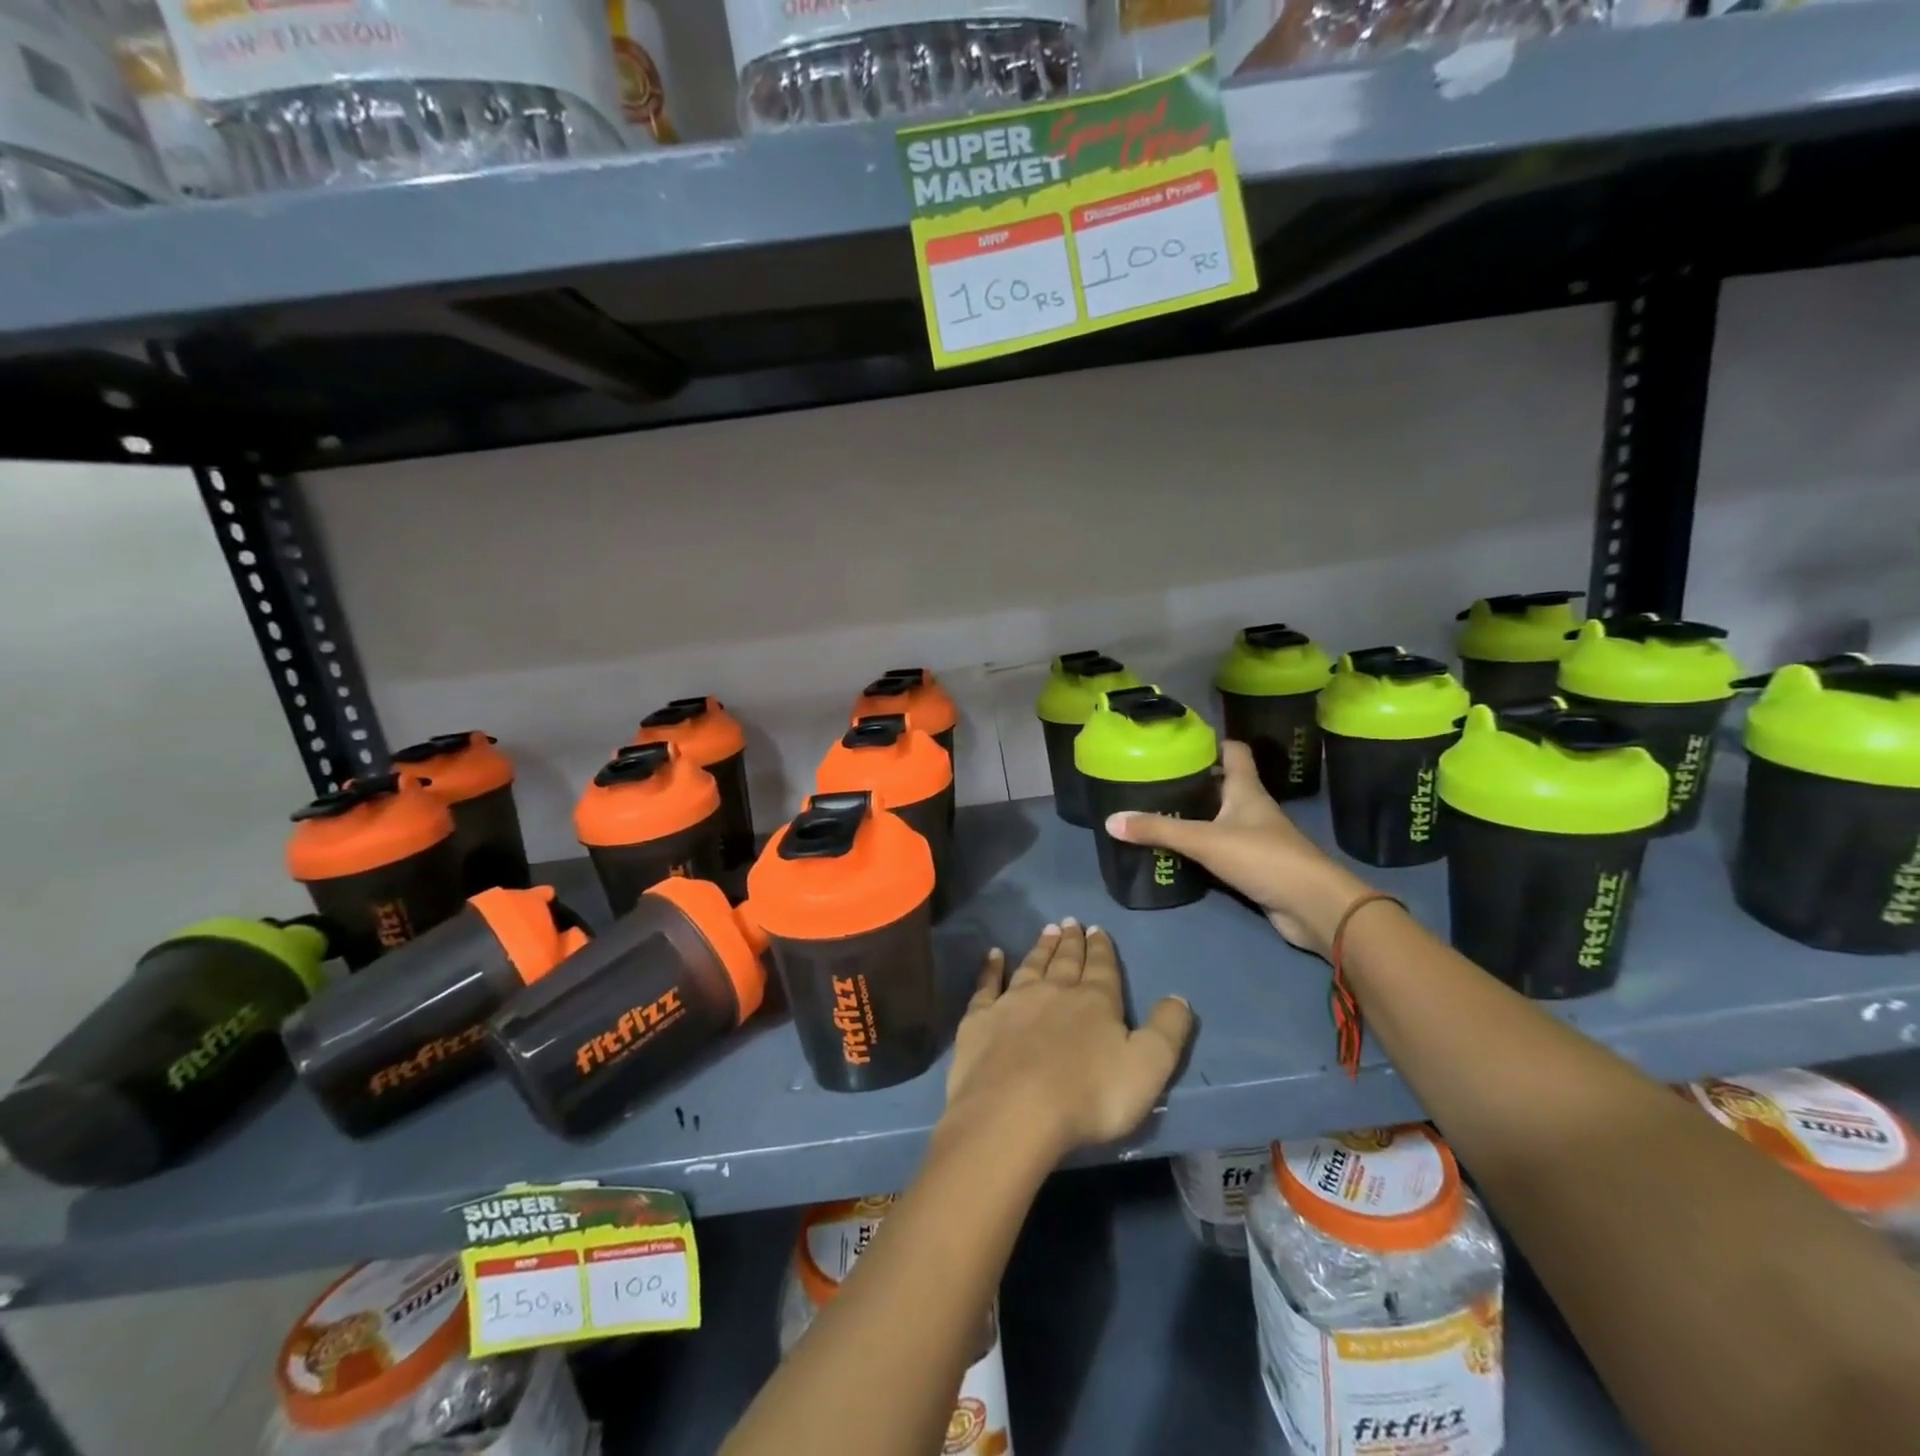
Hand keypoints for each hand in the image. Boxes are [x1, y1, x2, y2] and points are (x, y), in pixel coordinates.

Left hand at [944, 920, 1193, 1160]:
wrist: (1014, 1111)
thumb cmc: (1088, 1095)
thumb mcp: (1147, 1068)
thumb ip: (1166, 1031)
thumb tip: (1178, 997)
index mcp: (1095, 1002)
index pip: (1102, 969)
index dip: (1102, 949)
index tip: (1097, 929)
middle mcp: (1053, 992)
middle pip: (1065, 962)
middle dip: (1071, 942)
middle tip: (1071, 921)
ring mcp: (1013, 1002)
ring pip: (1031, 966)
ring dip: (1041, 948)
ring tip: (1047, 930)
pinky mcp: (980, 1019)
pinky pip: (987, 985)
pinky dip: (991, 968)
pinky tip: (993, 955)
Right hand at [1104, 740, 1369, 956]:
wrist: (1312, 906)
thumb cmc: (1263, 857)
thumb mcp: (1204, 840)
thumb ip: (1158, 830)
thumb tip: (1110, 820)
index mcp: (1246, 790)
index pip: (1233, 752)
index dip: (1211, 743)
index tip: (1180, 742)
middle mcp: (1251, 808)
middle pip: (1221, 785)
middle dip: (1191, 781)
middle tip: (1154, 780)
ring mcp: (1254, 838)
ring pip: (1219, 818)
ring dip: (1194, 815)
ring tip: (1155, 812)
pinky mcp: (1253, 866)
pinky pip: (1220, 848)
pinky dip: (1200, 847)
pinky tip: (1175, 851)